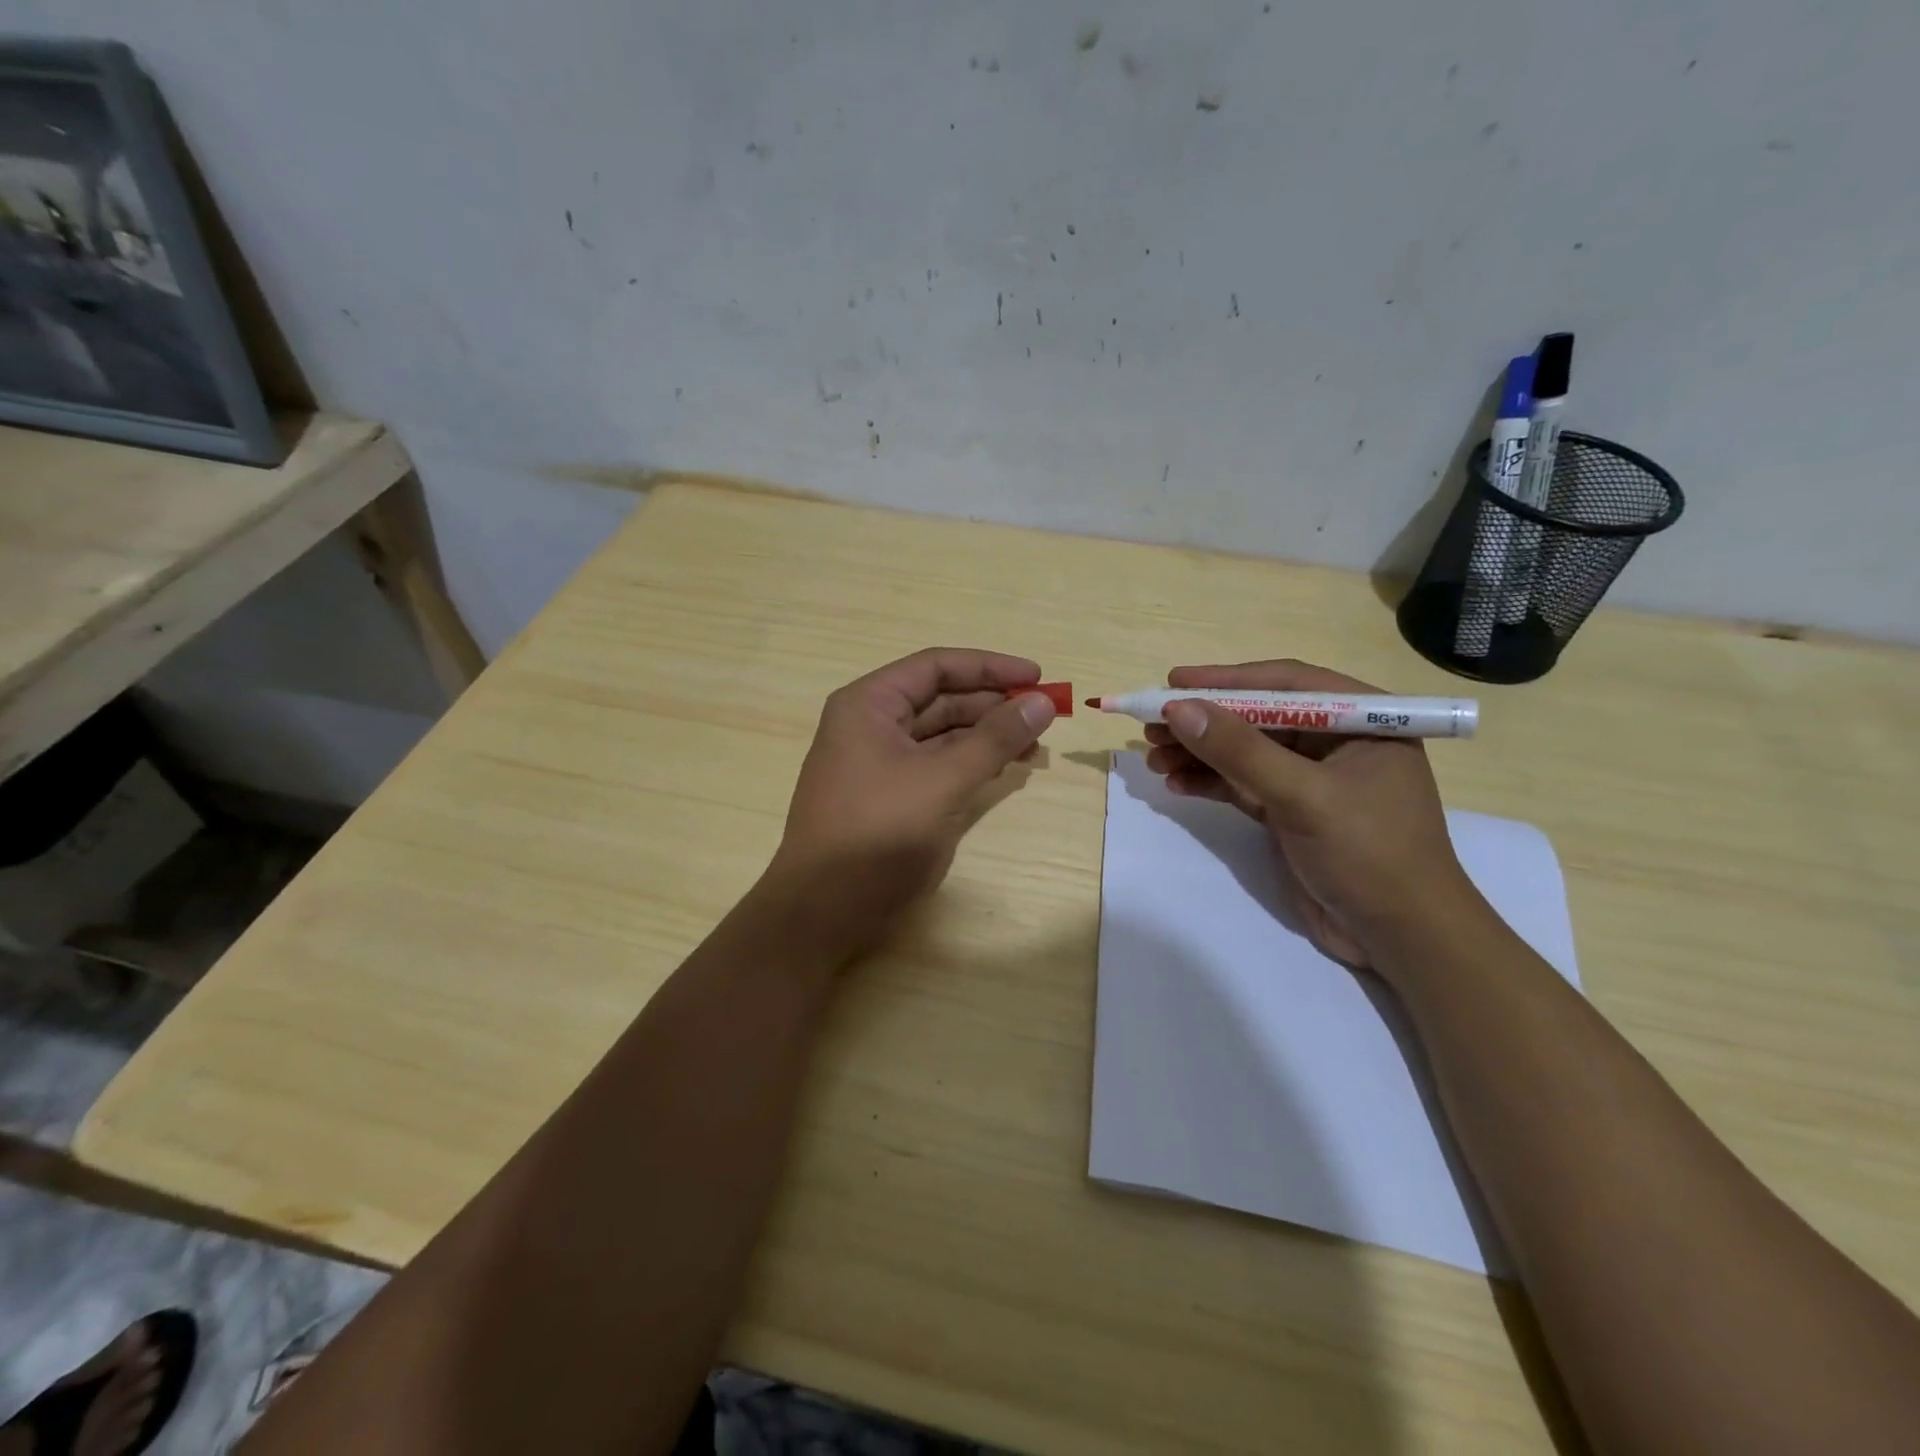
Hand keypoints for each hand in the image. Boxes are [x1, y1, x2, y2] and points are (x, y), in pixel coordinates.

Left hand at [767, 647, 1057, 956]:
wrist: (824, 910)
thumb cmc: (878, 833)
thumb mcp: (942, 780)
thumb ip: (994, 739)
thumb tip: (1042, 701)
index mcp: (869, 704)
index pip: (936, 666)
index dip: (989, 667)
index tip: (1037, 676)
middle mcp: (870, 724)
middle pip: (940, 698)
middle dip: (992, 704)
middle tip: (1043, 715)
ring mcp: (877, 762)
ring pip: (941, 734)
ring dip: (986, 736)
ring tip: (1033, 745)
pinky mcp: (889, 796)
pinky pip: (935, 765)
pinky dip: (969, 764)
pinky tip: (1001, 769)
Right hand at [1144, 659, 1475, 971]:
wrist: (1401, 939)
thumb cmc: (1370, 854)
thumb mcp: (1303, 797)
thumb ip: (1240, 752)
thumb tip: (1178, 709)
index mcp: (1360, 719)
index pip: (1285, 683)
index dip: (1225, 680)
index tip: (1173, 683)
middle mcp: (1335, 740)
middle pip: (1257, 716)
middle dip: (1204, 721)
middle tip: (1151, 726)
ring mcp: (1311, 778)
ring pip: (1244, 752)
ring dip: (1199, 753)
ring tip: (1153, 758)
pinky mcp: (1291, 811)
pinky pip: (1242, 784)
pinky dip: (1209, 782)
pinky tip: (1175, 783)